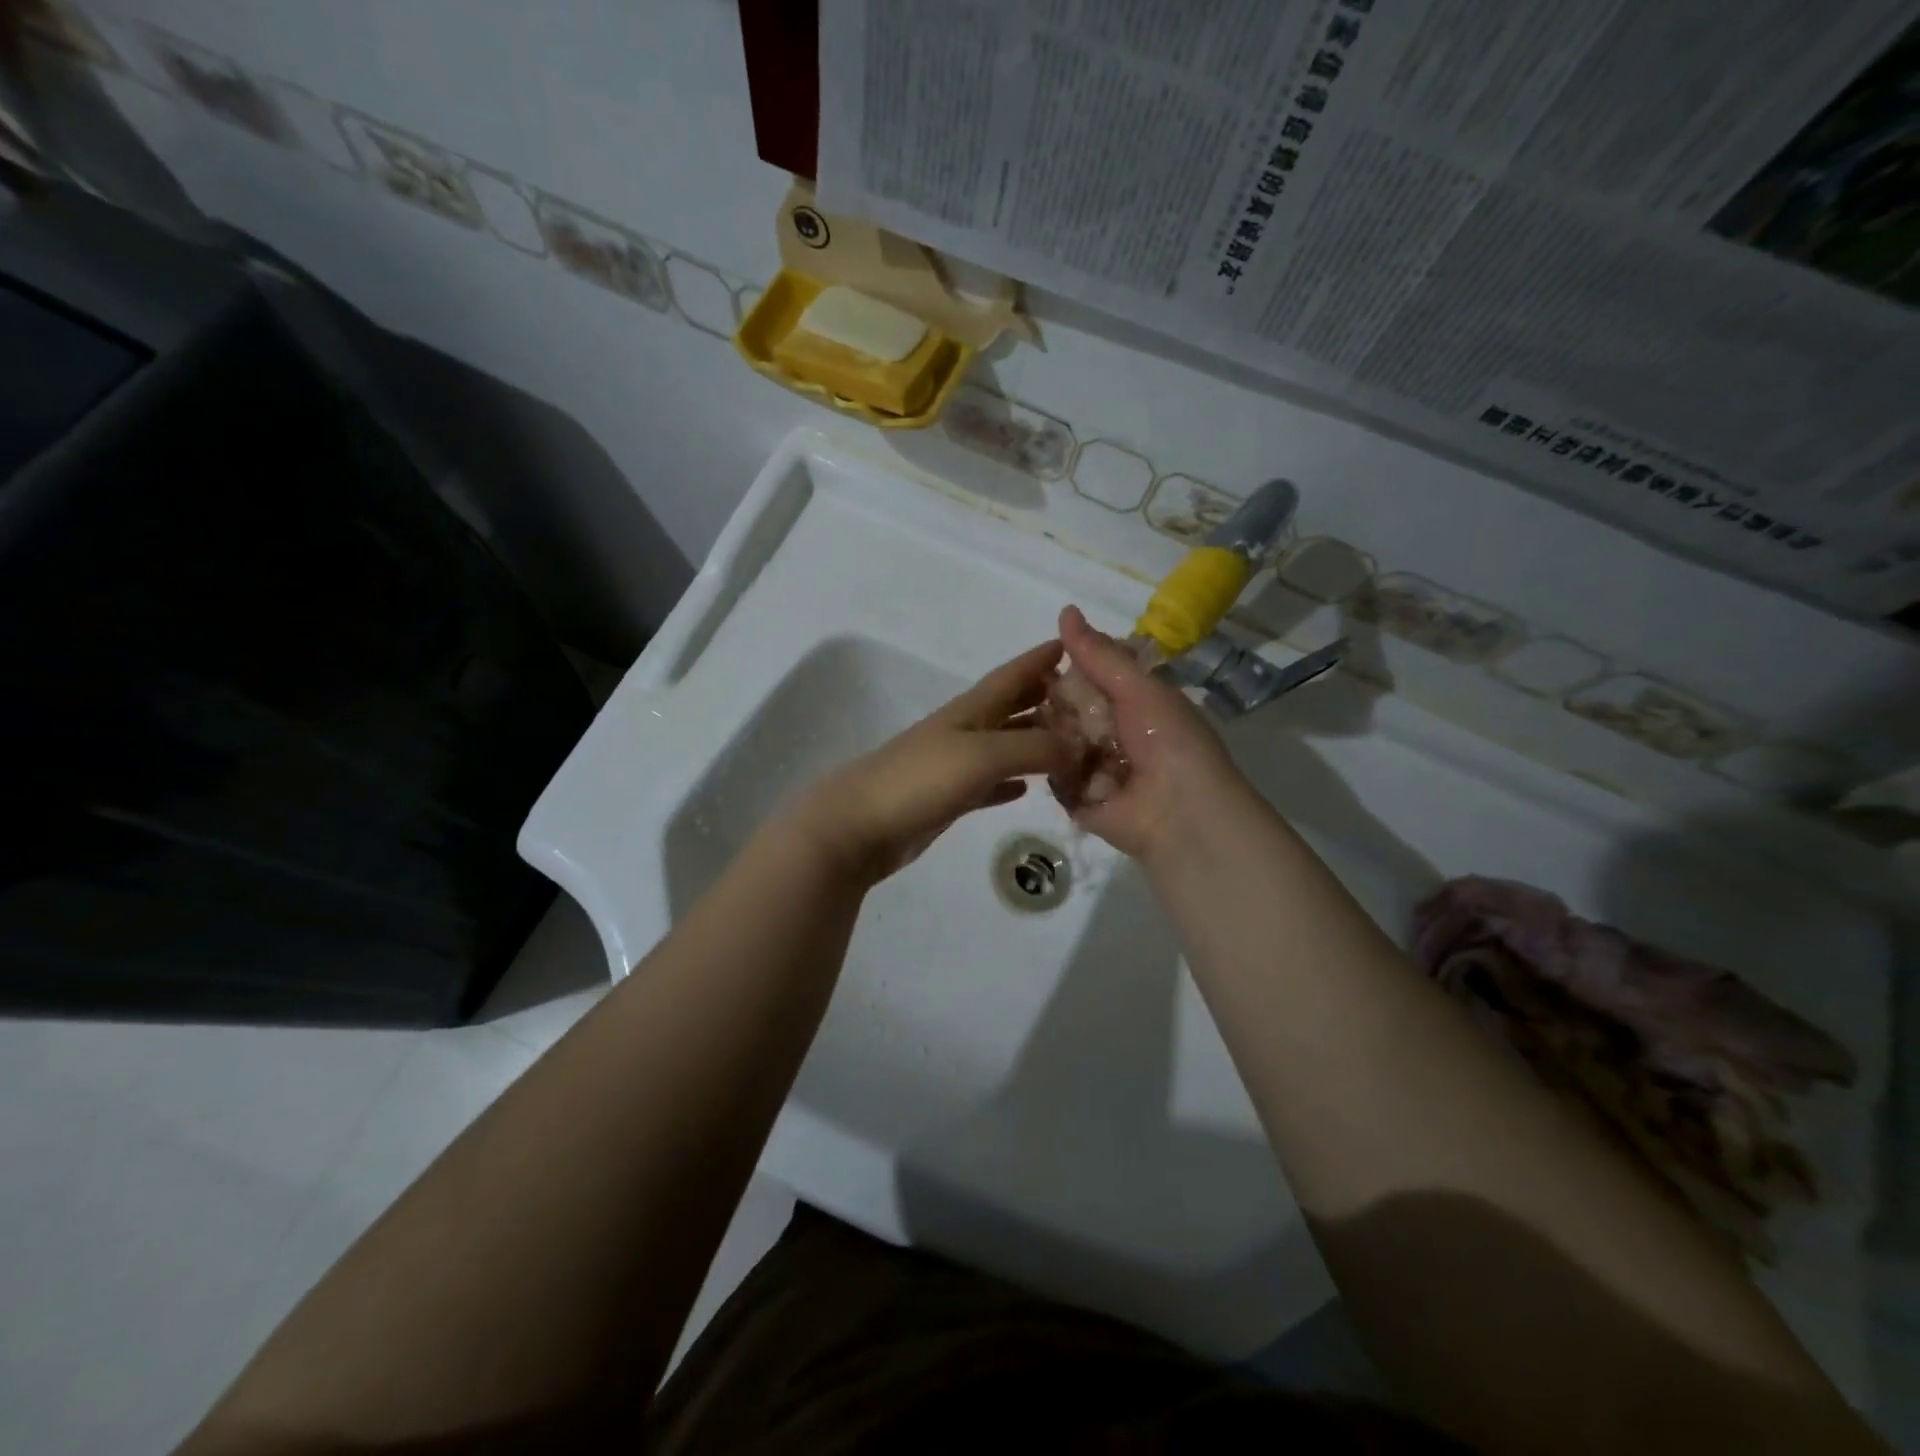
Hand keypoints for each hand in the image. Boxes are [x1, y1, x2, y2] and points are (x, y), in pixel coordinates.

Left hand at [787, 641, 1074, 882]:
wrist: (860, 825)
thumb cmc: (921, 779)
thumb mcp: (984, 754)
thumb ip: (1034, 747)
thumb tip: (1078, 747)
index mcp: (971, 710)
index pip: (1012, 675)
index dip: (1039, 659)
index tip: (1071, 643)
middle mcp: (965, 731)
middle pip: (1011, 706)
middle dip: (1044, 696)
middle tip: (1086, 698)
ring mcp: (955, 765)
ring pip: (1005, 744)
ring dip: (1035, 740)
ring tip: (1071, 743)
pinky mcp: (949, 798)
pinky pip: (990, 783)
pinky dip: (1011, 782)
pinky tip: (1027, 789)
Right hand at [1056, 605, 1247, 860]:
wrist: (1180, 812)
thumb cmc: (1167, 741)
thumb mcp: (1137, 688)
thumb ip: (1099, 654)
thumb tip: (1065, 609)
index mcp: (1134, 704)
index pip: (1091, 677)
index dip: (1070, 668)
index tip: (1045, 660)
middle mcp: (1114, 733)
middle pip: (1069, 709)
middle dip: (1057, 704)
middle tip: (1043, 700)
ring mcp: (1096, 767)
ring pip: (1057, 741)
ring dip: (1056, 736)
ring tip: (1056, 735)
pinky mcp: (1081, 799)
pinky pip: (1056, 776)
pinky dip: (1057, 770)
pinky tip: (1056, 763)